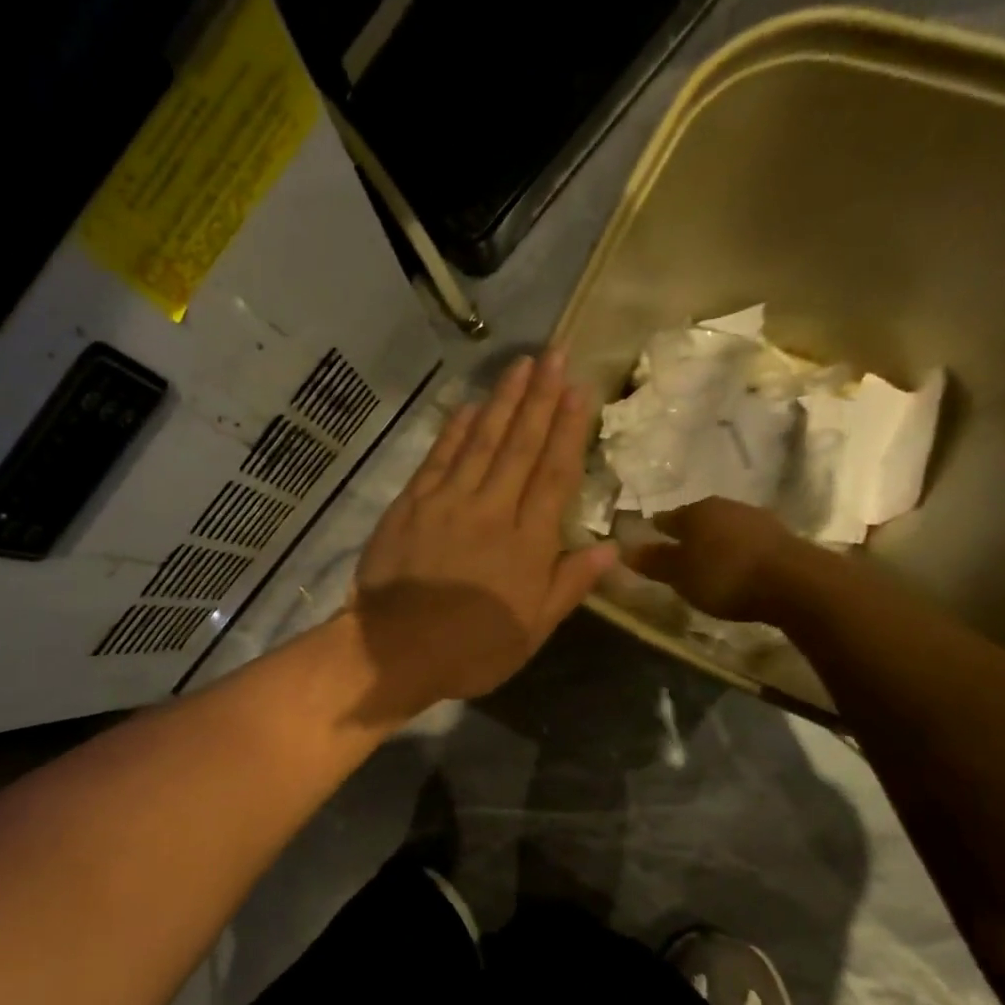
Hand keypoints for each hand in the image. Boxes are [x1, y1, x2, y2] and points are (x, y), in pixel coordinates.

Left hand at [349, 351, 616, 715]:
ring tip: (521, 365)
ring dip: (502, 401)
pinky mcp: (411, 505)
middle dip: (540, 398)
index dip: (568, 430)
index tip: (579, 390)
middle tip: (556, 355)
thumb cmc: (471, 649)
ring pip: (481, 442)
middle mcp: (491, 510)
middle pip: (520, 446)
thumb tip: (609, 547)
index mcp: (528, 542)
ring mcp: (448, 502)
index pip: (554, 474)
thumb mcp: (532, 631)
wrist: (396, 648)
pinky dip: (454, 430)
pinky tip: (468, 405)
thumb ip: (569, 585)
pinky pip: (438, 458)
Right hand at [624, 497, 806, 622]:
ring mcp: (757, 518)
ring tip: (707, 564)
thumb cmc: (725, 576)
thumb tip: (624, 550)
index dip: (654, 532)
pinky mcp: (782, 536)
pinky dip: (737, 552)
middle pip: (697, 520)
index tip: (647, 543)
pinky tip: (736, 567)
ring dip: (715, 543)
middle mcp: (725, 506)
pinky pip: (747, 542)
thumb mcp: (680, 574)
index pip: (666, 518)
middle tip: (677, 555)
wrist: (796, 583)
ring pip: (724, 529)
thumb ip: (653, 562)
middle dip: (687, 535)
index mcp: (695, 511)